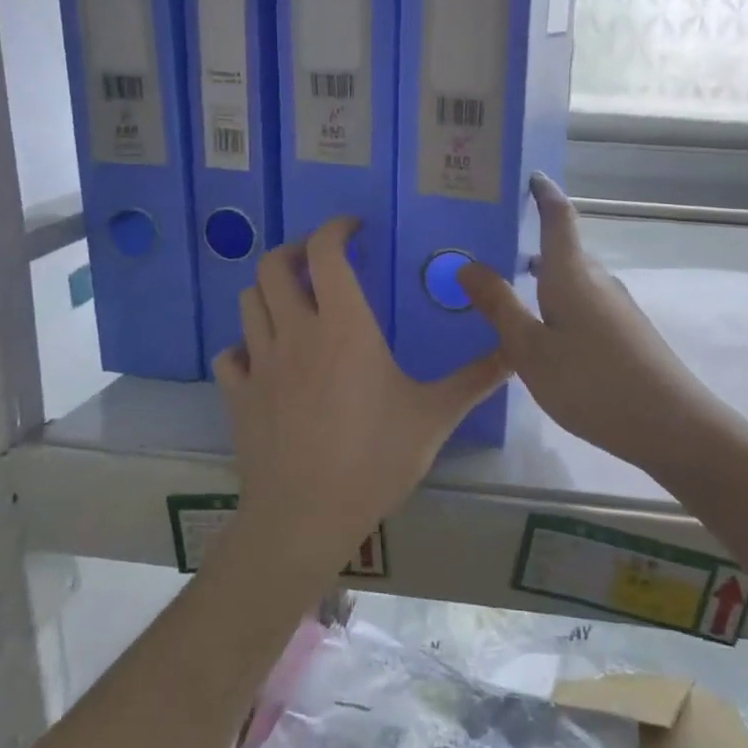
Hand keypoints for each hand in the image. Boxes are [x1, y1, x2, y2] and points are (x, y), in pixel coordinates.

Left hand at [214, 217, 508, 581]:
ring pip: (248, 302)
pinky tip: (266, 358)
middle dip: (294, 250)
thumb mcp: (434, 416)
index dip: (335, 228)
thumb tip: (517, 352)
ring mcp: (260, 364)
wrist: (305, 518)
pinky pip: (230, 355)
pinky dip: (245, 345)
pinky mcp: (238, 396)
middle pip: (272, 266)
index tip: (355, 228)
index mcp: (344, 326)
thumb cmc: (374, 459)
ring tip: (296, 302)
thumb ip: (476, 378)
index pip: (325, 253)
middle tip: (321, 261)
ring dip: (268, 290)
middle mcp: (295, 332)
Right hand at [459, 176, 731, 477]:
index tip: (528, 175)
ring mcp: (616, 306)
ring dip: (542, 277)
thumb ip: (499, 306)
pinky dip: (558, 302)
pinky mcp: (626, 331)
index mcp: (571, 273)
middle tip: (488, 248)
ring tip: (506, 291)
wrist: (670, 424)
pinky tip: (543, 331)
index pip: (558, 216)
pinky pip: (584, 302)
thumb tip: (467, 264)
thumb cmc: (591, 383)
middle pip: (563, 249)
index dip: (544, 193)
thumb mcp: (531, 349)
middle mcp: (597, 280)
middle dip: (530, 242)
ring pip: (572, 279)